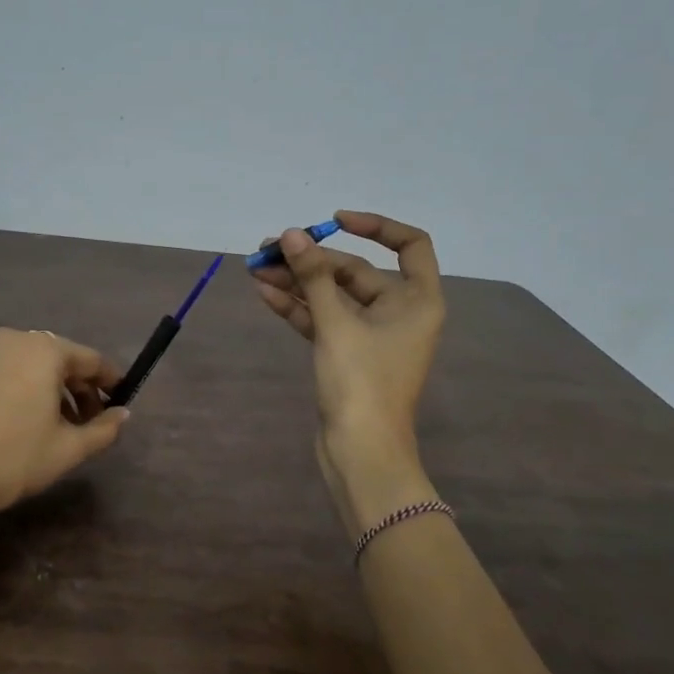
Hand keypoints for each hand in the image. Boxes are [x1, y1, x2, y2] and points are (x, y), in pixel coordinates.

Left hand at [0, 328, 127, 523]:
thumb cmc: (14, 460)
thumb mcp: (69, 449)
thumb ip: (104, 428)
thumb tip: (123, 414)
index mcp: (43, 350)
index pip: (89, 359)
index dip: (109, 380)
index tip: (119, 398)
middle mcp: (9, 339)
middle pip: (54, 357)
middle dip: (74, 386)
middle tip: (84, 419)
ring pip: (20, 363)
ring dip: (40, 386)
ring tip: (45, 422)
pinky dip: (7, 386)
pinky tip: (6, 418)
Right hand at [250, 211, 444, 534]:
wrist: (360, 452)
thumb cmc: (361, 382)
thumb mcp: (336, 324)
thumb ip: (313, 276)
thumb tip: (291, 234)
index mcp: (417, 299)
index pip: (410, 244)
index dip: (376, 226)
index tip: (334, 221)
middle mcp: (398, 312)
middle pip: (356, 271)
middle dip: (311, 260)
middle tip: (267, 250)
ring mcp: (371, 335)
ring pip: (333, 296)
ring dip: (297, 282)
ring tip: (256, 268)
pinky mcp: (348, 354)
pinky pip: (323, 320)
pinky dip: (298, 307)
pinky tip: (265, 293)